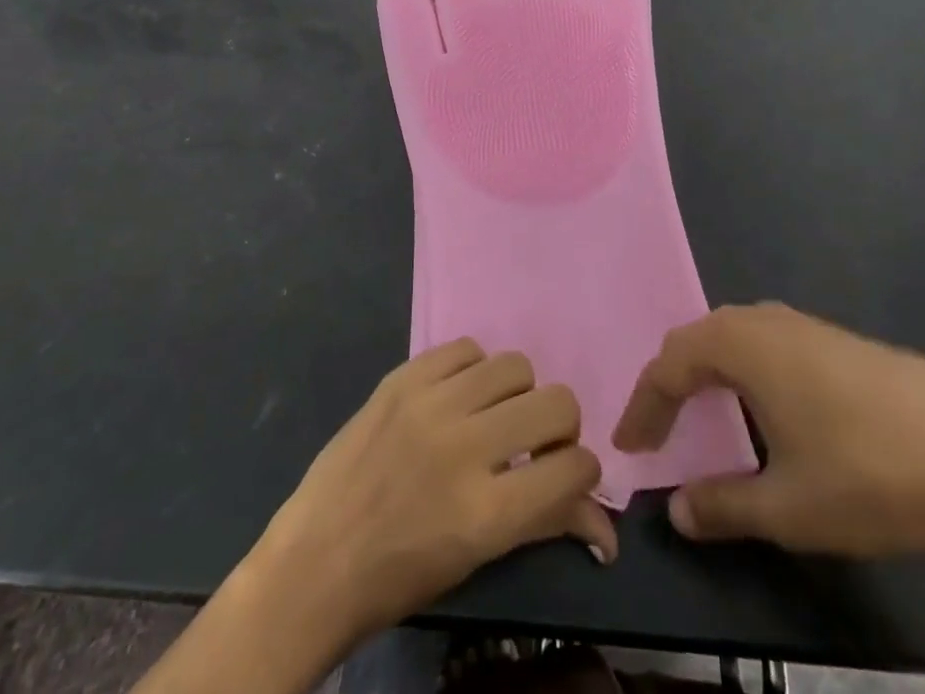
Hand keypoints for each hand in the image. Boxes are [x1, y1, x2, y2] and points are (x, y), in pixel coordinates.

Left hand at [260, 338, 614, 639]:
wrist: (315, 561)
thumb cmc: (400, 576)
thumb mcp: (479, 558)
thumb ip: (545, 525)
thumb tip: (608, 527)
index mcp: (487, 512)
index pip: (574, 467)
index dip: (584, 471)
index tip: (568, 474)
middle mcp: (466, 447)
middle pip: (556, 403)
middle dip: (559, 426)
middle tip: (535, 443)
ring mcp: (431, 404)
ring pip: (515, 365)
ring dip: (517, 393)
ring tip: (494, 415)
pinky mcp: (403, 378)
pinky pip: (466, 347)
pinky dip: (474, 369)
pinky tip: (458, 395)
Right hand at [613, 303, 924, 560]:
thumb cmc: (868, 476)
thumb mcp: (787, 508)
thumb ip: (723, 506)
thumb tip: (677, 510)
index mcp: (743, 345)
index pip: (670, 364)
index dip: (644, 405)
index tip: (630, 447)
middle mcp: (768, 321)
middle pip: (700, 338)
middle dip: (673, 381)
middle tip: (660, 425)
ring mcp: (809, 325)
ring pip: (738, 335)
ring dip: (711, 371)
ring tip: (704, 413)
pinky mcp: (842, 340)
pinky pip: (771, 343)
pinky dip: (748, 369)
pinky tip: (769, 408)